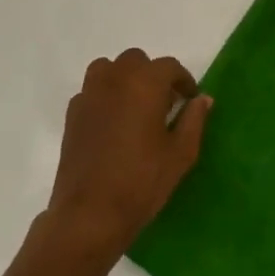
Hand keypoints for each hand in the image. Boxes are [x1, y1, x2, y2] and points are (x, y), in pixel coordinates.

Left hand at [44, 48, 211, 265]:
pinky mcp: (72, 115)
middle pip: (137, 61)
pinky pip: (91, 91)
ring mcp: (89, 95)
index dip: (183, 81)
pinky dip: (104, 97)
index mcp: (145, 83)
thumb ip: (194, 119)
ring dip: (124, 79)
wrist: (90, 214)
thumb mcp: (181, 153)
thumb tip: (202, 99)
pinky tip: (112, 123)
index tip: (189, 100)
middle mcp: (115, 79)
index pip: (169, 67)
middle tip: (163, 104)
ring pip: (108, 69)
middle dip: (152, 76)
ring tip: (134, 106)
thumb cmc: (142, 181)